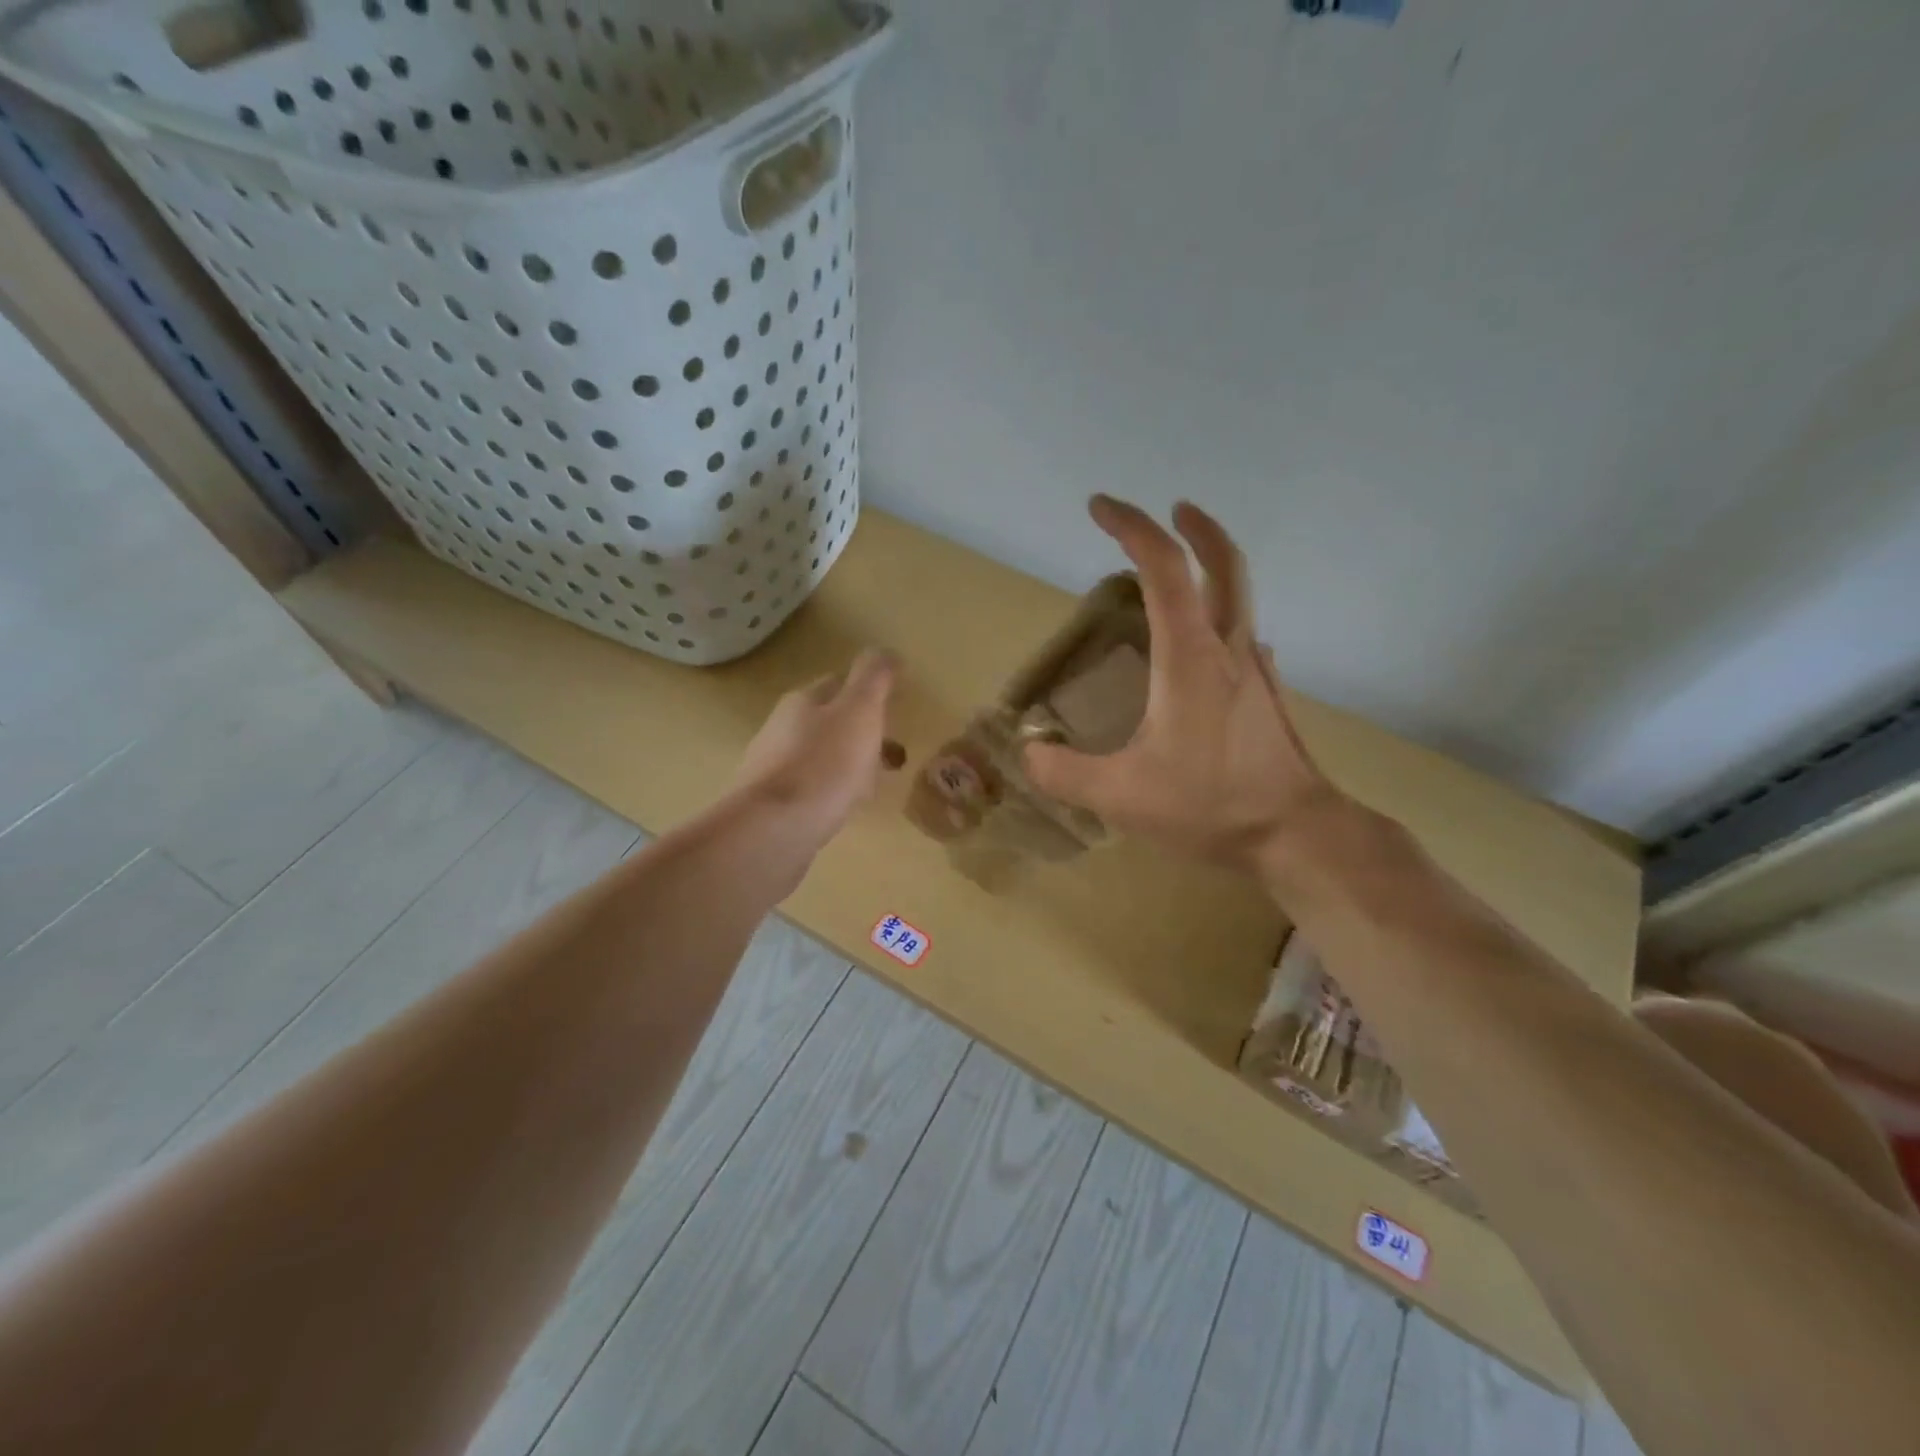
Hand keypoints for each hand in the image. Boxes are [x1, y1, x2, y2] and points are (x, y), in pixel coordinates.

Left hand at [731, 648, 897, 854]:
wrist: (772, 832)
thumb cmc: (823, 765)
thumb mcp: (859, 711)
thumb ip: (874, 678)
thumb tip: (885, 650)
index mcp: (803, 701)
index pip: (839, 683)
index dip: (869, 691)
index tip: (896, 706)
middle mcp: (783, 729)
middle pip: (830, 721)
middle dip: (863, 732)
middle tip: (894, 752)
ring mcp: (774, 769)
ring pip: (822, 757)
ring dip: (851, 764)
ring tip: (876, 784)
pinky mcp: (774, 807)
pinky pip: (813, 790)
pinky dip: (835, 792)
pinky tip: (846, 809)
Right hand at [1023, 496, 1343, 870]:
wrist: (1297, 835)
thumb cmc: (1210, 806)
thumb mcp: (1121, 796)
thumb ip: (1064, 773)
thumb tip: (1029, 752)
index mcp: (1189, 658)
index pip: (1163, 568)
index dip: (1132, 527)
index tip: (1100, 507)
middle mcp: (1228, 650)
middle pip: (1223, 564)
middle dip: (1197, 527)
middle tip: (1171, 509)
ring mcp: (1256, 671)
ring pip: (1240, 598)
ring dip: (1211, 569)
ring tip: (1178, 576)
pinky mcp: (1267, 696)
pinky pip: (1244, 638)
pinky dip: (1221, 620)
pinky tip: (1203, 650)